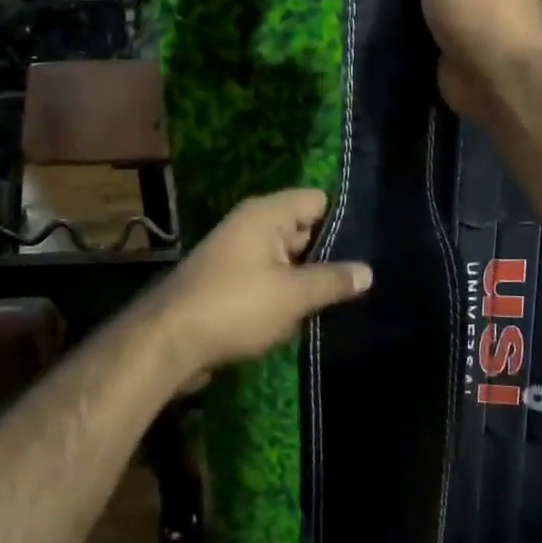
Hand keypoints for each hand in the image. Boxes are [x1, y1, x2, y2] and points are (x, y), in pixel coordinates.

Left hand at [151, 189, 371, 380]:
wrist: (168, 341)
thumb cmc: (235, 306)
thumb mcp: (292, 295)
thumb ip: (332, 281)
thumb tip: (368, 272)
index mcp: (265, 214)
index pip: (317, 200)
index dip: (344, 220)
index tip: (373, 245)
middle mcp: (251, 226)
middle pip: (303, 229)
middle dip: (331, 253)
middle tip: (367, 277)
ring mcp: (238, 255)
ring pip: (287, 258)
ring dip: (309, 277)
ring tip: (349, 297)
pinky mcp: (230, 283)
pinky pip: (270, 279)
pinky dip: (288, 292)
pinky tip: (313, 314)